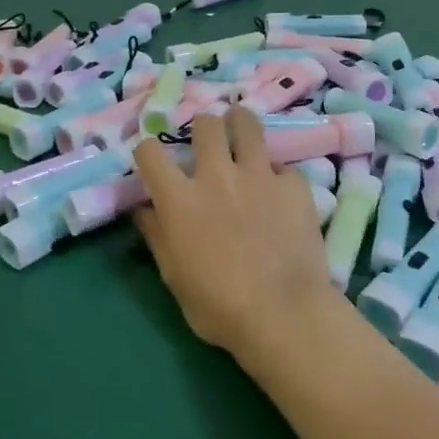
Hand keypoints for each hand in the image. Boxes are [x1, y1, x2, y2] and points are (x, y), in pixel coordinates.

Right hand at [133, 107, 338, 374]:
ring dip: (241, 124)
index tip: (154, 159)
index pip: (150, 151)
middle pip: (205, 124)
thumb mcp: (173, 276)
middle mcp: (216, 175)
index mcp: (180, 199)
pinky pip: (283, 167)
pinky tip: (281, 192)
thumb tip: (144, 210)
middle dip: (202, 127)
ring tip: (242, 131)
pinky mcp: (293, 185)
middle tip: (208, 141)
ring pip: (247, 124)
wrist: (283, 314)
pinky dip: (278, 176)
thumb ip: (157, 235)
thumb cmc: (218, 306)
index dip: (148, 151)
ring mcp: (258, 175)